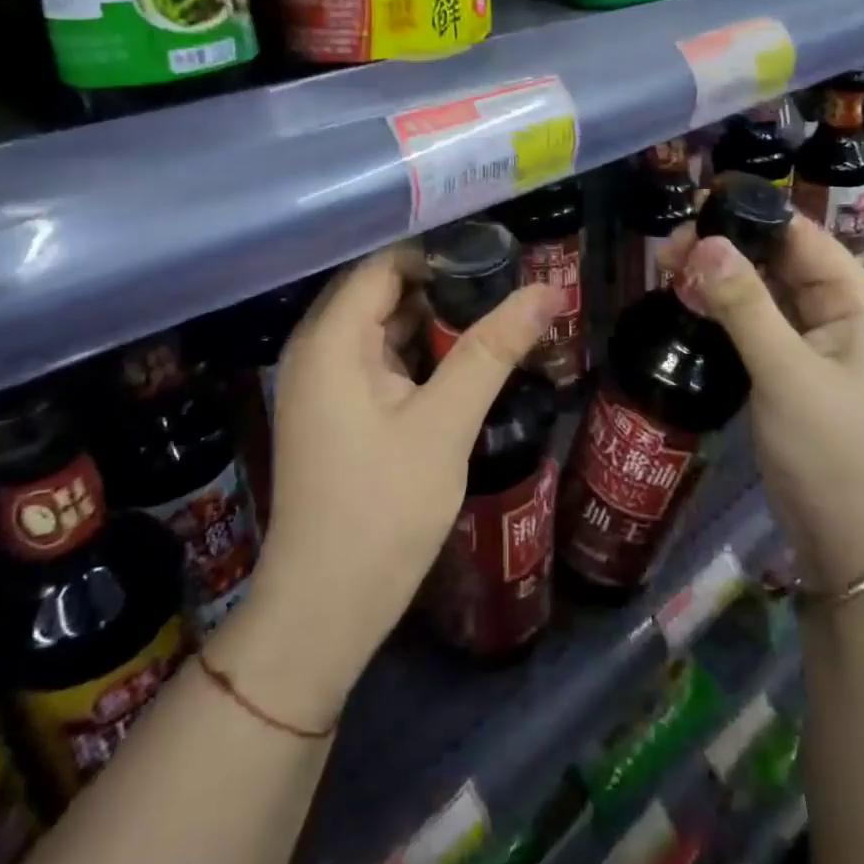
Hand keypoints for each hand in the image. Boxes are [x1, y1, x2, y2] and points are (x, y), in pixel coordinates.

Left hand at [217, 249, 558, 726]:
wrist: (325, 610)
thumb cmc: (382, 510)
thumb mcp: (445, 424)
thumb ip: (492, 350)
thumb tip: (547, 290)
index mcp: (331, 339)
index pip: (385, 264)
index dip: (440, 254)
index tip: (499, 256)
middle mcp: (316, 349)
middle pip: (382, 292)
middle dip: (443, 286)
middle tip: (508, 287)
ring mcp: (321, 382)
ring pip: (382, 327)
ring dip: (433, 322)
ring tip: (496, 318)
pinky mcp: (333, 410)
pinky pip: (376, 360)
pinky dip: (417, 355)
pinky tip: (462, 362)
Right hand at [664, 216, 863, 589]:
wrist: (855, 548)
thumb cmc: (834, 453)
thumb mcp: (787, 374)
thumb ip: (745, 306)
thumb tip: (705, 242)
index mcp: (856, 303)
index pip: (801, 236)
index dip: (752, 215)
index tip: (695, 208)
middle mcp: (836, 315)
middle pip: (777, 261)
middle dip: (725, 248)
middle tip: (667, 250)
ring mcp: (811, 347)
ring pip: (761, 294)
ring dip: (719, 280)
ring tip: (666, 270)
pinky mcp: (787, 374)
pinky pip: (753, 327)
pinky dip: (722, 313)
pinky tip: (687, 306)